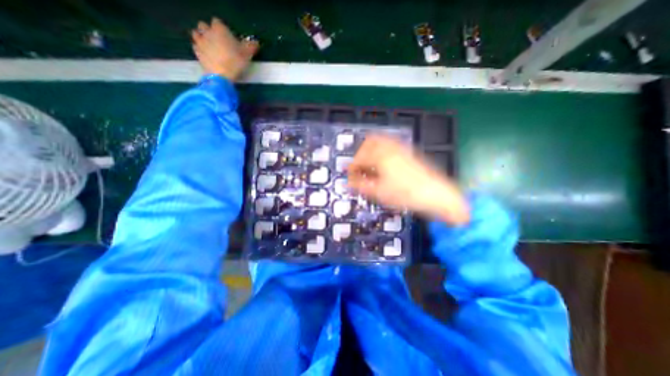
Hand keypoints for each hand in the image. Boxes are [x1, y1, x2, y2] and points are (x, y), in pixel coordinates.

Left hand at [192, 16, 259, 80]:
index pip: (218, 22)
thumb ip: (251, 46)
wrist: (221, 76)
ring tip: (211, 47)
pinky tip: (207, 55)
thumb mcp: (248, 54)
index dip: (223, 29)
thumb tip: (256, 43)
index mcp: (219, 29)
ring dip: (202, 38)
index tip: (228, 37)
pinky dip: (200, 49)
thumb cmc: (235, 62)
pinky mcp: (197, 53)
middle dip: (209, 31)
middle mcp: (207, 32)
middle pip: (204, 26)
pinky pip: (196, 46)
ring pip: (197, 34)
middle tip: (218, 41)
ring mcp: (200, 42)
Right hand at [346, 134, 469, 223]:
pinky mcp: (408, 151)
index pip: (359, 157)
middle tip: (359, 168)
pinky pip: (390, 144)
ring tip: (370, 166)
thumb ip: (360, 185)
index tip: (350, 177)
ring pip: (380, 141)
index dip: (352, 167)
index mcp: (381, 156)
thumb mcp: (379, 192)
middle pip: (368, 142)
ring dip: (371, 151)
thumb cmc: (406, 194)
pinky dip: (382, 151)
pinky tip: (384, 164)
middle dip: (360, 154)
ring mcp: (401, 147)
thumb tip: (348, 182)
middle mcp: (390, 147)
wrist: (436, 194)